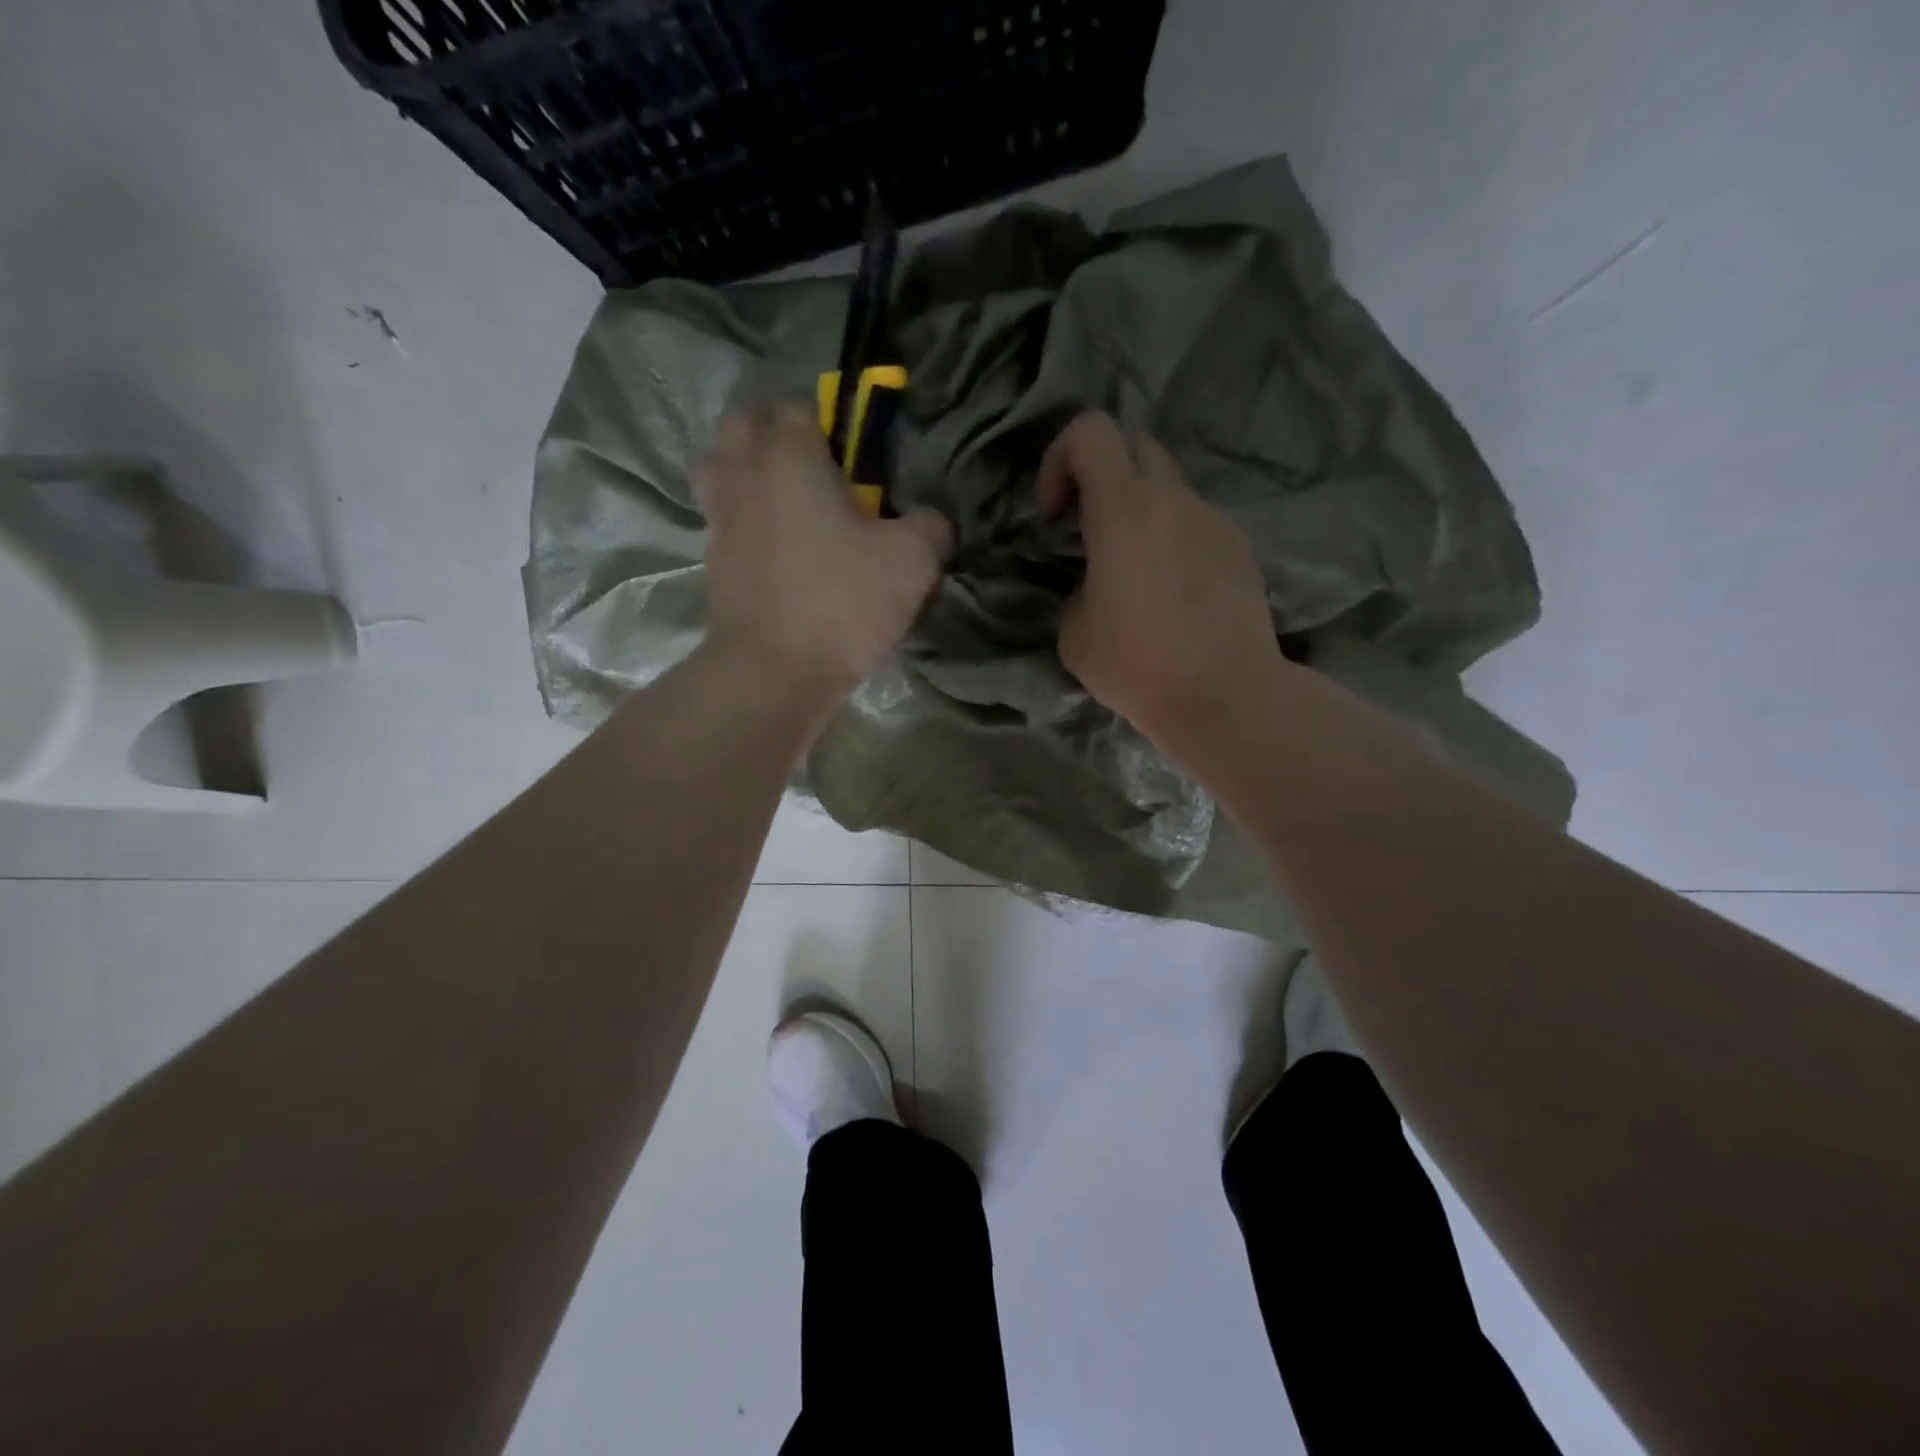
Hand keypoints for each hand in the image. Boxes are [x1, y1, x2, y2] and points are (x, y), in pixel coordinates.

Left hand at [693, 404, 951, 703]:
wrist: (774, 672)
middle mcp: (745, 475)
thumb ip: (930, 528)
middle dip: (775, 432)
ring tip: (782, 499)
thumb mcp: (913, 561)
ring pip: (718, 468)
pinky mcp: (712, 563)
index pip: (801, 408)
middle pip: (744, 424)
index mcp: (790, 457)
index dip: (831, 424)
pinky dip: (742, 520)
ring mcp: (720, 519)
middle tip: (814, 466)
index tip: (856, 456)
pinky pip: (721, 519)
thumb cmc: (842, 602)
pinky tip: (774, 548)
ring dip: (745, 470)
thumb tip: (932, 523)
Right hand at [1038, 412, 1283, 751]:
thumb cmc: (1138, 666)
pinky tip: (1174, 593)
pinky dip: (1175, 538)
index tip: (1055, 514)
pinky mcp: (1240, 548)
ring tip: (1135, 571)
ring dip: (1142, 510)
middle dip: (1103, 474)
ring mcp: (1214, 520)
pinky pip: (1197, 523)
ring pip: (1170, 487)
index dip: (1061, 458)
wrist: (1227, 696)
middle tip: (1090, 528)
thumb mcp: (1074, 632)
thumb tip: (1098, 582)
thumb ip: (1078, 586)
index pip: (1091, 430)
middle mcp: (1173, 500)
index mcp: (1123, 509)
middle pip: (1135, 444)